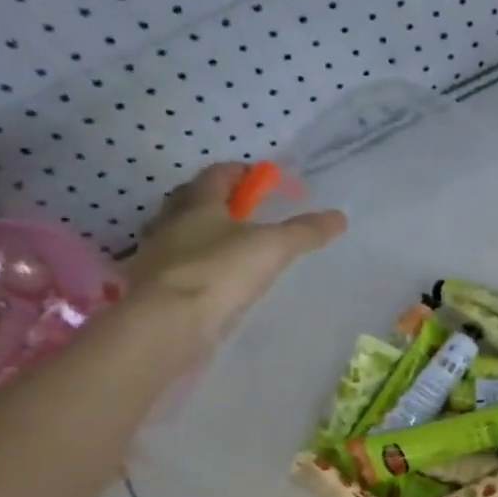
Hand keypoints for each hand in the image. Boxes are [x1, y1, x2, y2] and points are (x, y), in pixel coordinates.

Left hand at [126, 163, 346, 342]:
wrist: (169, 323)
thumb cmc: (220, 271)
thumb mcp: (273, 247)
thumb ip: (305, 231)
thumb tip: (339, 217)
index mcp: (197, 202)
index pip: (219, 174)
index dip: (245, 173)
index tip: (268, 181)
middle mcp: (171, 222)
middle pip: (194, 200)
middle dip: (220, 201)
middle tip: (249, 212)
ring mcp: (159, 255)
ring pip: (183, 233)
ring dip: (205, 234)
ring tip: (234, 248)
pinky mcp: (157, 287)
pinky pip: (181, 267)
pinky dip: (199, 267)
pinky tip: (217, 281)